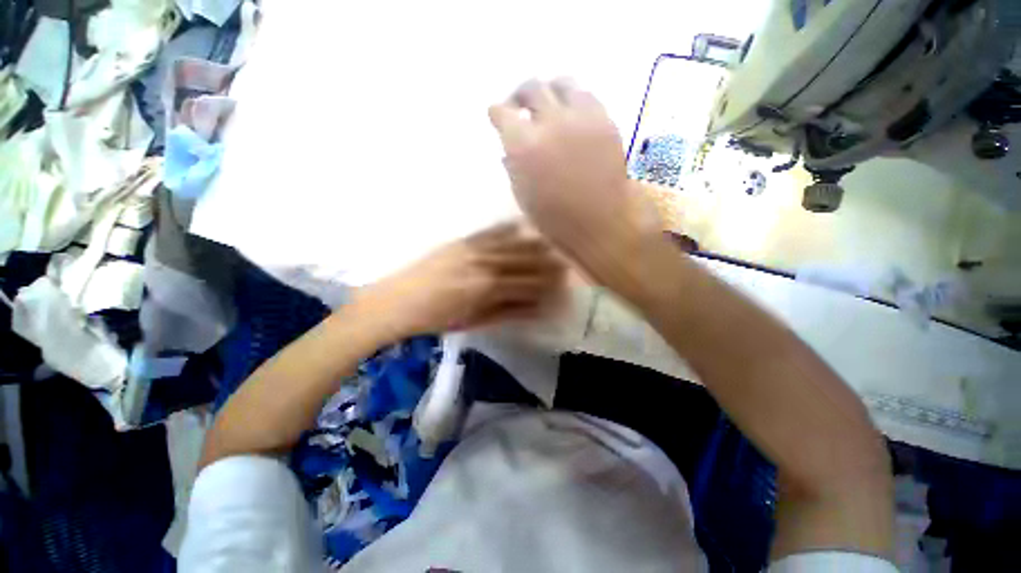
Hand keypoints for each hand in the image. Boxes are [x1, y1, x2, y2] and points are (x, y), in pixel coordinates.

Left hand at [355, 222, 564, 339]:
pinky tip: (520, 224)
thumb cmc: (436, 318)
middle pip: (523, 261)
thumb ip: (507, 312)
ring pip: (510, 244)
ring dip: (532, 244)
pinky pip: (488, 232)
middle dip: (546, 263)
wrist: (396, 301)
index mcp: (488, 289)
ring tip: (550, 243)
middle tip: (564, 262)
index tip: (562, 283)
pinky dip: (506, 228)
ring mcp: (472, 250)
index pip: (527, 284)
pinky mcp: (460, 241)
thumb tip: (536, 308)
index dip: (546, 284)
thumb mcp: (474, 321)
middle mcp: (485, 265)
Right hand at [488, 79, 660, 282]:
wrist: (602, 222)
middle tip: (519, 106)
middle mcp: (550, 122)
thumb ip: (513, 167)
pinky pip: (587, 95)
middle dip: (520, 95)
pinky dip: (574, 101)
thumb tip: (508, 150)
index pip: (502, 112)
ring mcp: (581, 117)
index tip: (497, 117)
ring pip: (562, 82)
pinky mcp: (605, 119)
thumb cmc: (557, 220)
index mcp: (523, 145)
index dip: (497, 113)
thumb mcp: (523, 197)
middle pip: (531, 87)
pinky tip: (572, 116)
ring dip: (550, 91)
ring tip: (548, 105)